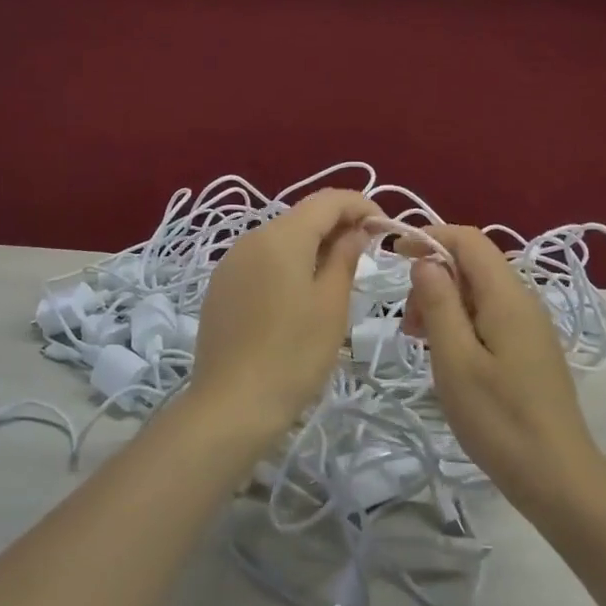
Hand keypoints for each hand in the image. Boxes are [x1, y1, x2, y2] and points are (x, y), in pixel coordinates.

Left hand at [189, 189, 380, 444]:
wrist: (231, 404)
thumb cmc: (293, 355)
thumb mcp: (331, 305)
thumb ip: (345, 257)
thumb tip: (356, 230)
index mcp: (281, 236)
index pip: (328, 200)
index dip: (360, 205)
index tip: (384, 227)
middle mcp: (251, 238)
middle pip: (302, 216)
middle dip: (337, 225)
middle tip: (367, 252)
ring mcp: (231, 262)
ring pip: (281, 238)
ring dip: (312, 245)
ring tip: (338, 274)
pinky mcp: (221, 286)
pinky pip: (261, 260)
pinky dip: (287, 264)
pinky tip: (300, 293)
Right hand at [399, 226, 605, 518]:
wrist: (559, 479)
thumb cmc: (500, 419)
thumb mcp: (455, 360)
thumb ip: (439, 303)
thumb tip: (425, 260)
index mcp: (507, 296)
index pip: (468, 239)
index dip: (430, 236)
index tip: (393, 255)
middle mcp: (522, 300)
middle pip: (471, 265)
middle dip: (432, 278)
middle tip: (408, 324)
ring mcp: (529, 326)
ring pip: (477, 292)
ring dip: (443, 304)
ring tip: (420, 343)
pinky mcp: (528, 349)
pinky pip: (488, 316)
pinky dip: (460, 323)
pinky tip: (447, 358)